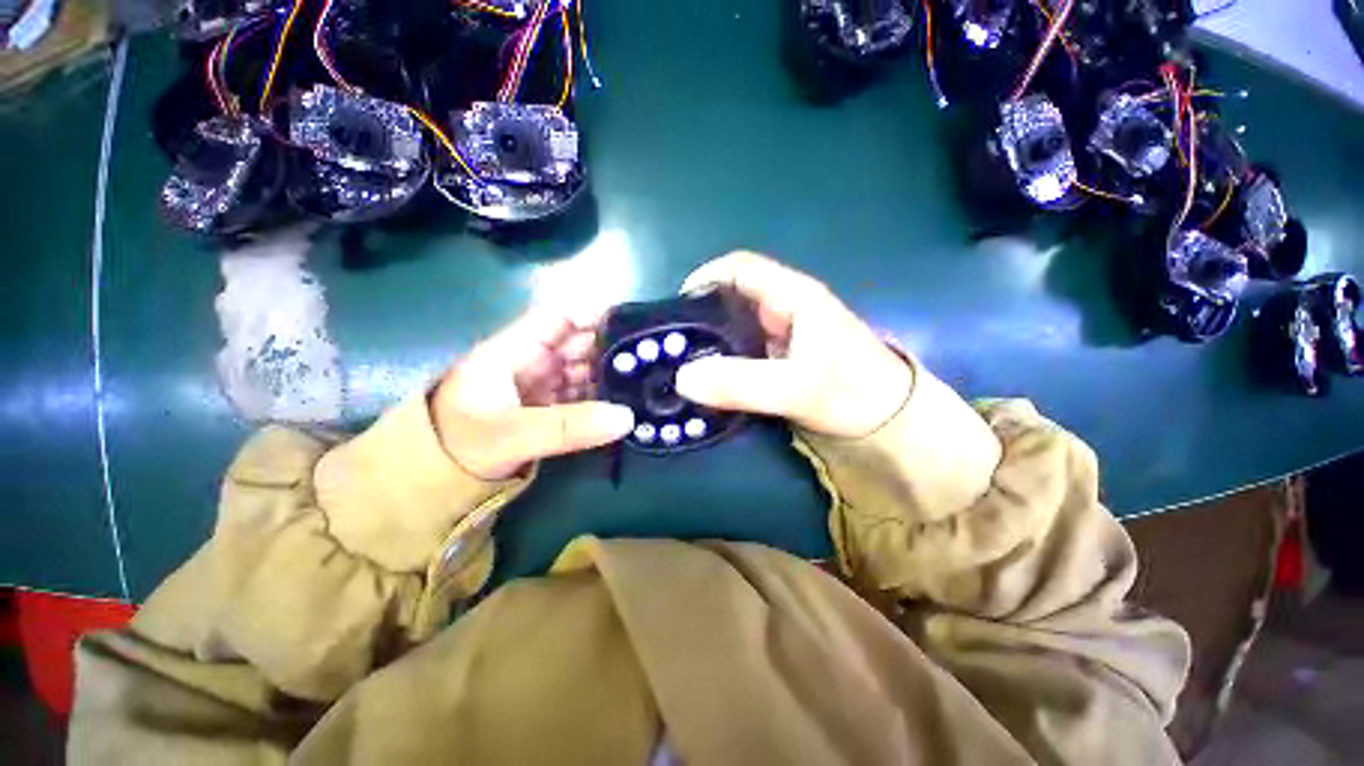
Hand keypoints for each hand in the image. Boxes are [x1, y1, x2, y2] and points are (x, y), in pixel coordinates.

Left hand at [430, 306, 634, 479]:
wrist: (436, 481)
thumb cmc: (462, 444)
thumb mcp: (513, 435)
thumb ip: (568, 426)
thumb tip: (626, 418)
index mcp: (515, 350)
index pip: (558, 318)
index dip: (594, 315)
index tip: (633, 324)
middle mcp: (533, 361)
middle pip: (579, 343)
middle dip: (613, 347)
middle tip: (654, 358)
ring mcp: (543, 384)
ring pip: (585, 369)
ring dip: (613, 374)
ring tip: (649, 379)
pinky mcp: (551, 406)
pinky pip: (583, 394)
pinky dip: (605, 397)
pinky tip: (628, 403)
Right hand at [674, 252, 912, 438]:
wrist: (891, 423)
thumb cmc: (854, 392)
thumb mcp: (797, 387)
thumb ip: (741, 383)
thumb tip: (682, 378)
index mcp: (791, 297)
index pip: (739, 268)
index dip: (704, 278)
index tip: (675, 311)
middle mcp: (782, 310)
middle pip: (730, 300)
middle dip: (698, 320)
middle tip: (669, 348)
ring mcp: (780, 337)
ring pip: (733, 330)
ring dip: (708, 346)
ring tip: (680, 368)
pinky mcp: (779, 362)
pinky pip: (741, 356)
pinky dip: (721, 367)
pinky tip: (707, 384)